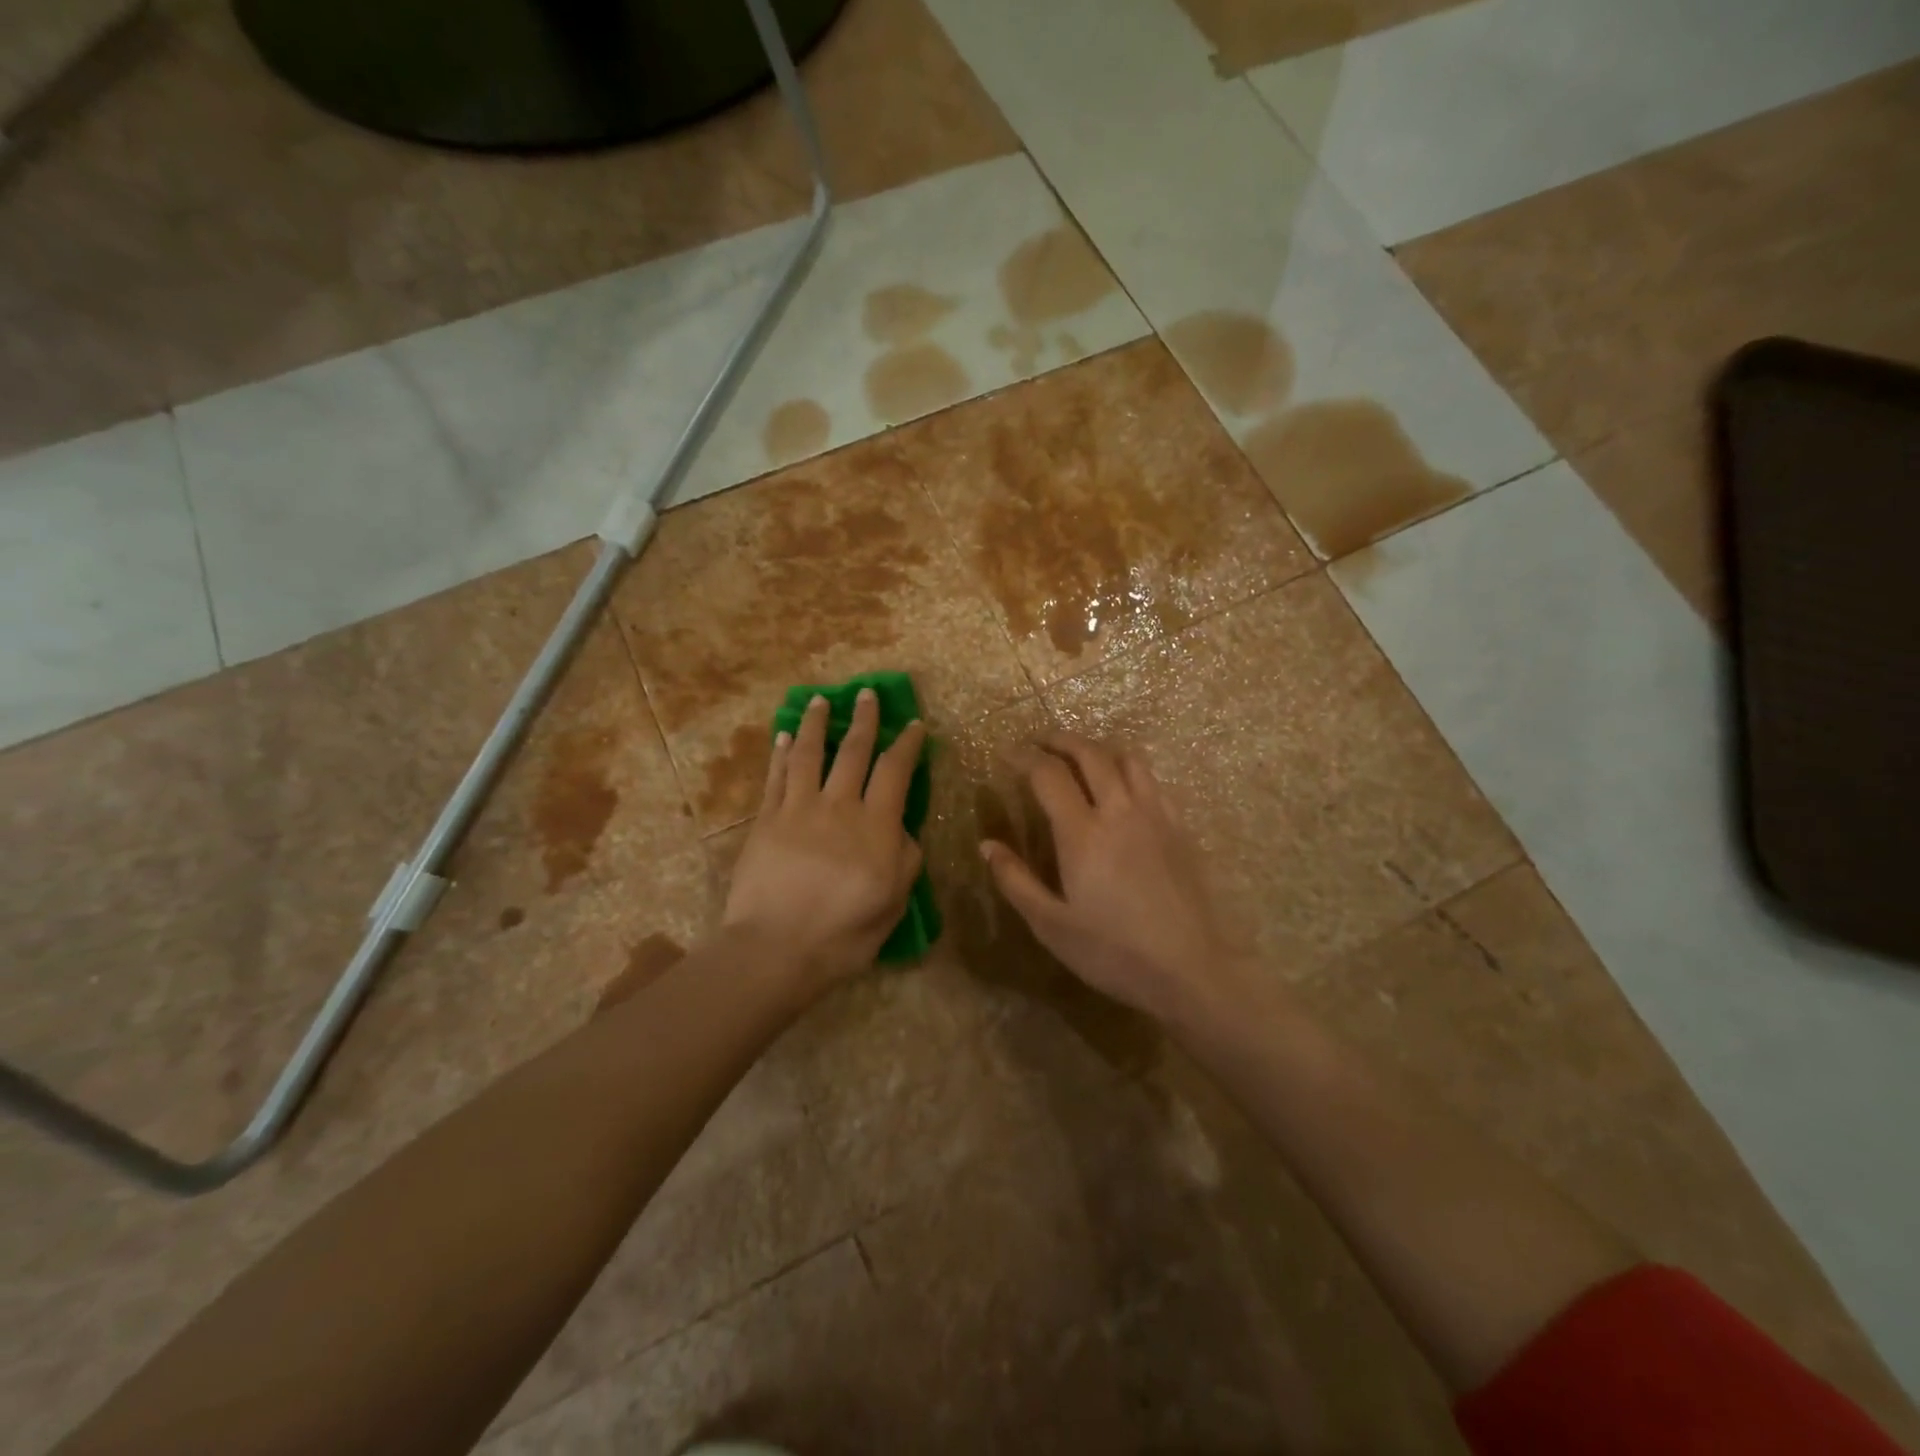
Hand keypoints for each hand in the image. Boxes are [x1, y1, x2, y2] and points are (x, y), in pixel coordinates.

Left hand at [724, 690, 927, 989]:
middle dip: (863, 719)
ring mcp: (797, 809)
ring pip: (808, 754)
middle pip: (853, 751)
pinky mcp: (765, 820)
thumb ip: (904, 859)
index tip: (914, 725)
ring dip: (815, 724)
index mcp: (875, 825)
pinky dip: (781, 754)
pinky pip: (776, 777)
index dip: (906, 744)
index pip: (895, 771)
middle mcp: (838, 806)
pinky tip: (783, 737)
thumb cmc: (843, 933)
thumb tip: (900, 829)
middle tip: (867, 694)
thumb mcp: (893, 901)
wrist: (775, 949)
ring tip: (819, 701)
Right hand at [981, 733, 1239, 1024]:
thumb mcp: (1051, 925)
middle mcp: (1119, 812)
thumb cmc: (1113, 952)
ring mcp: (1155, 816)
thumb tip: (987, 845)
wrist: (1190, 970)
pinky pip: (1153, 781)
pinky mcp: (1179, 828)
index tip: (1007, 754)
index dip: (1024, 757)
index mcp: (1082, 834)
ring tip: (1080, 757)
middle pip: (1089, 754)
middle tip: (1039, 743)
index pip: (1048, 774)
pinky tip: (1123, 788)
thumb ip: (1015, 881)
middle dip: (1060, 740)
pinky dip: (1129, 770)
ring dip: (1098, 748)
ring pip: (1127, 759)